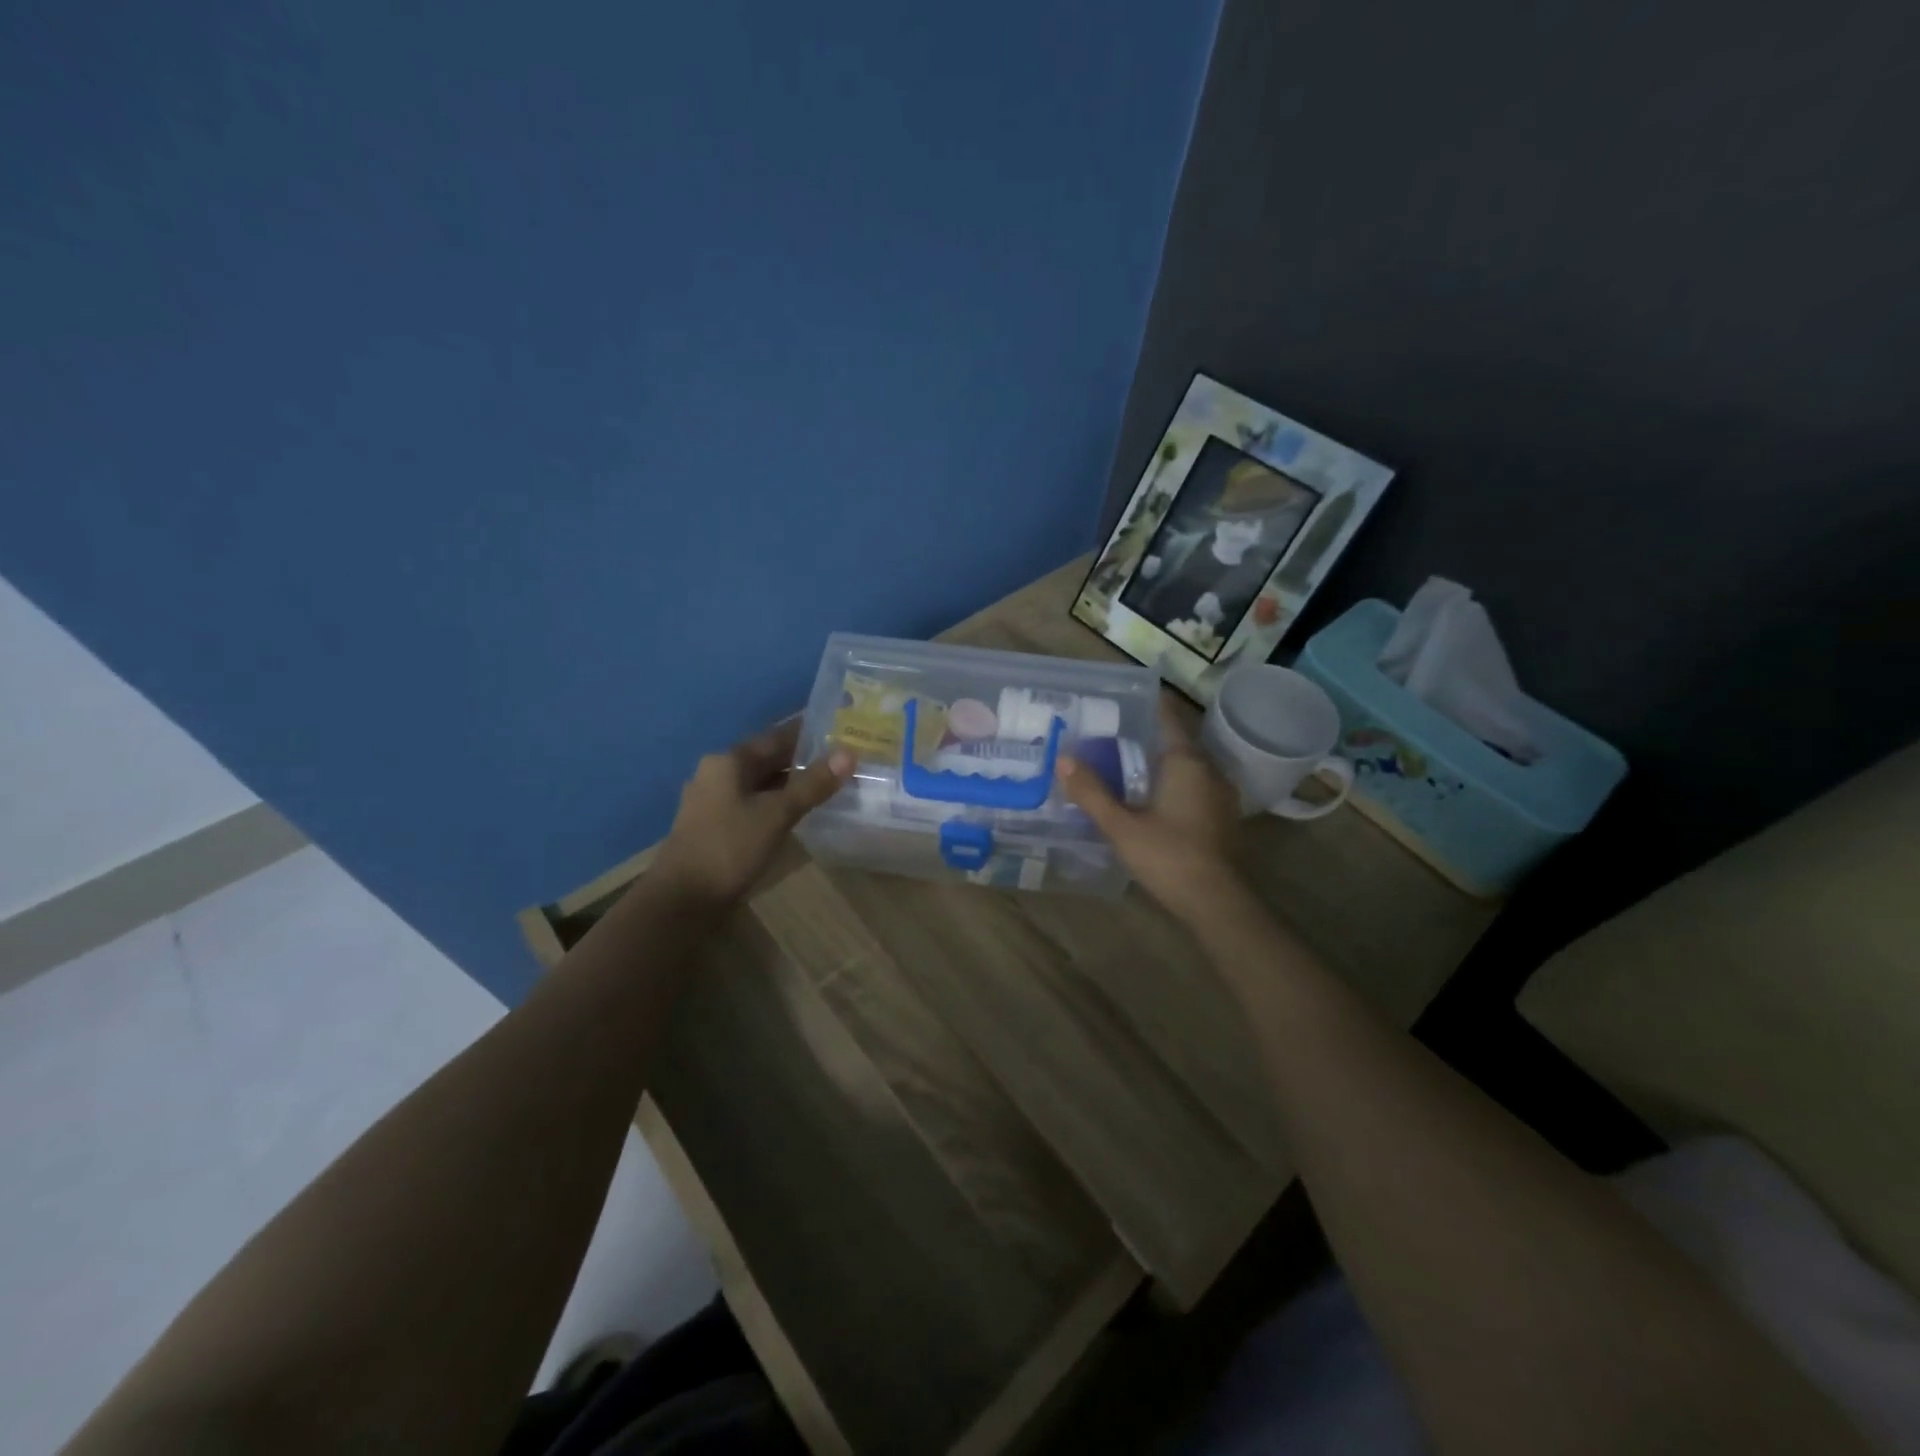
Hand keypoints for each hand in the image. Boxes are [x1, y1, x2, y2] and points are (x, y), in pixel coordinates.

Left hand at [656, 719, 852, 906]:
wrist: (682, 900)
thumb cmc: (729, 847)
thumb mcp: (777, 814)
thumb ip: (812, 784)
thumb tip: (849, 754)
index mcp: (729, 761)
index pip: (776, 737)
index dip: (809, 734)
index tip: (840, 732)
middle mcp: (718, 773)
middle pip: (768, 759)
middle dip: (803, 760)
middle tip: (843, 760)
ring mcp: (714, 801)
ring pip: (761, 783)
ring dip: (791, 783)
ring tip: (829, 784)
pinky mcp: (716, 826)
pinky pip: (754, 803)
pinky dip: (777, 802)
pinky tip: (799, 812)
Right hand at [1059, 694, 1242, 924]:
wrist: (1217, 903)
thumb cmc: (1169, 856)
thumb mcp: (1121, 826)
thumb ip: (1091, 792)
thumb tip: (1062, 758)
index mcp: (1187, 761)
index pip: (1167, 716)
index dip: (1145, 703)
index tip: (1118, 697)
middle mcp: (1209, 769)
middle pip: (1174, 741)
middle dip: (1144, 735)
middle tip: (1107, 733)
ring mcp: (1220, 794)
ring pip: (1185, 765)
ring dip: (1157, 762)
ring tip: (1122, 763)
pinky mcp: (1221, 816)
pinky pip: (1193, 785)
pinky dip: (1170, 783)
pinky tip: (1148, 796)